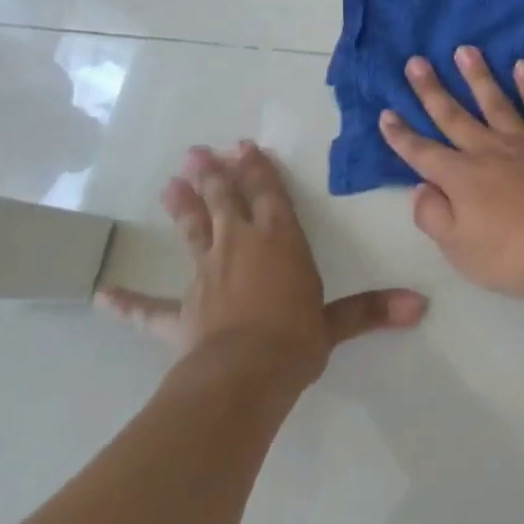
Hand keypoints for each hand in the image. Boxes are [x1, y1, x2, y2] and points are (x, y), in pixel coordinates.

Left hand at [96, 141, 426, 401]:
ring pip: (194, 232)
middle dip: (214, 175)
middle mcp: (241, 247)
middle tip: (197, 152)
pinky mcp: (179, 314)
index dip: (258, 170)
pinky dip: (126, 302)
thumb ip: (373, 310)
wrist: (243, 377)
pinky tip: (101, 294)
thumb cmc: (295, 338)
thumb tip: (421, 305)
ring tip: (170, 182)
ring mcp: (206, 277)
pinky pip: (148, 308)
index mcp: (281, 241)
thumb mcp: (337, 323)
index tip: (243, 146)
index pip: (270, 195)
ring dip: (183, 207)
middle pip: (225, 202)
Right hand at [379, 47, 523, 306]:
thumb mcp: (459, 249)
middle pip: (454, 116)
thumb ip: (434, 216)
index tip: (386, 113)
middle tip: (416, 62)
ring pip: (496, 102)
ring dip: (478, 76)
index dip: (401, 136)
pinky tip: (523, 67)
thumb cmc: (514, 255)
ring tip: (465, 50)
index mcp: (461, 178)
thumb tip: (421, 187)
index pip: (422, 153)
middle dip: (431, 90)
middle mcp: (489, 151)